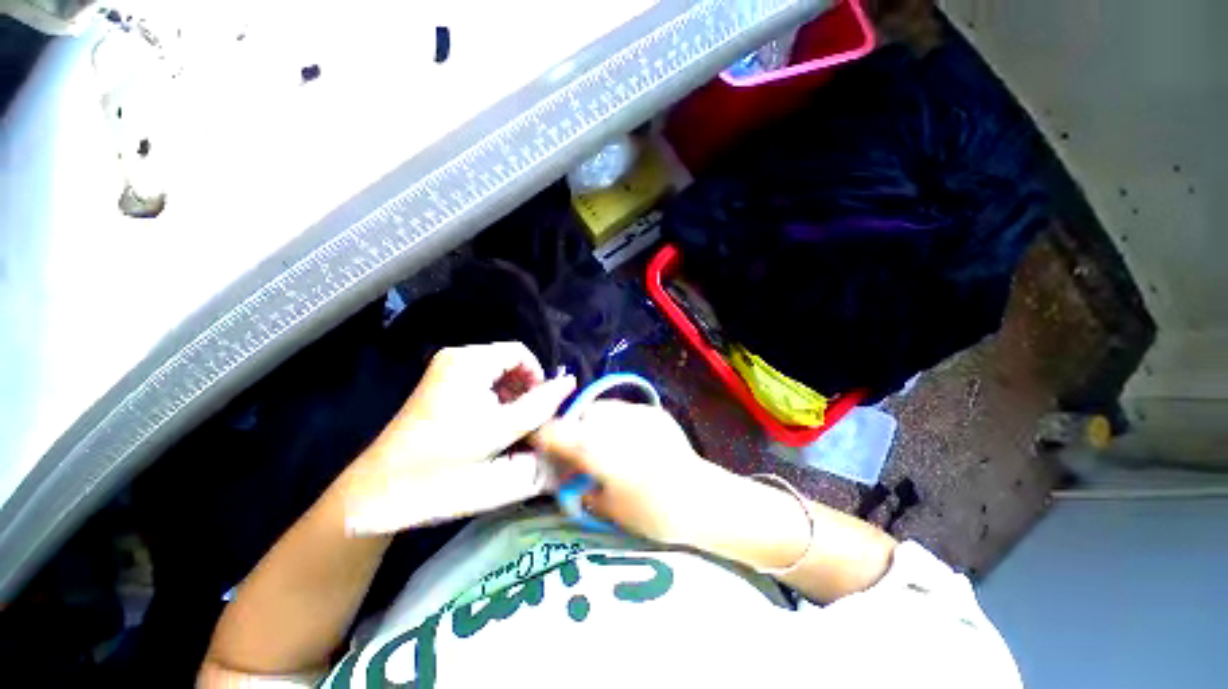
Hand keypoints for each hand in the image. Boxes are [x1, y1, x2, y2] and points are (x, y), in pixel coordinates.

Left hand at [340, 342, 575, 533]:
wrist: (385, 487)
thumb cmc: (448, 457)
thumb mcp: (503, 430)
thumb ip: (541, 404)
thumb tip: (570, 382)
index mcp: (469, 360)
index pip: (519, 352)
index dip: (537, 375)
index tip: (541, 405)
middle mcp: (456, 357)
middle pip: (507, 361)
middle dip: (524, 387)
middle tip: (527, 419)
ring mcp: (444, 371)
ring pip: (495, 373)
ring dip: (510, 395)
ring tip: (511, 425)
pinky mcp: (439, 386)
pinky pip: (480, 383)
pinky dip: (494, 399)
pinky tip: (491, 424)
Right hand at [531, 400, 738, 544]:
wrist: (701, 498)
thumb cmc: (652, 513)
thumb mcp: (607, 507)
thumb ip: (580, 487)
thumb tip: (566, 474)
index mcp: (597, 450)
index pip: (556, 432)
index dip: (543, 435)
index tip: (540, 442)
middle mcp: (614, 424)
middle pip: (581, 414)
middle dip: (574, 428)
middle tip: (579, 448)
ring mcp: (637, 413)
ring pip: (602, 408)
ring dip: (595, 422)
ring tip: (604, 442)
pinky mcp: (653, 412)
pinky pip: (624, 410)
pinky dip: (617, 421)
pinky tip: (628, 440)